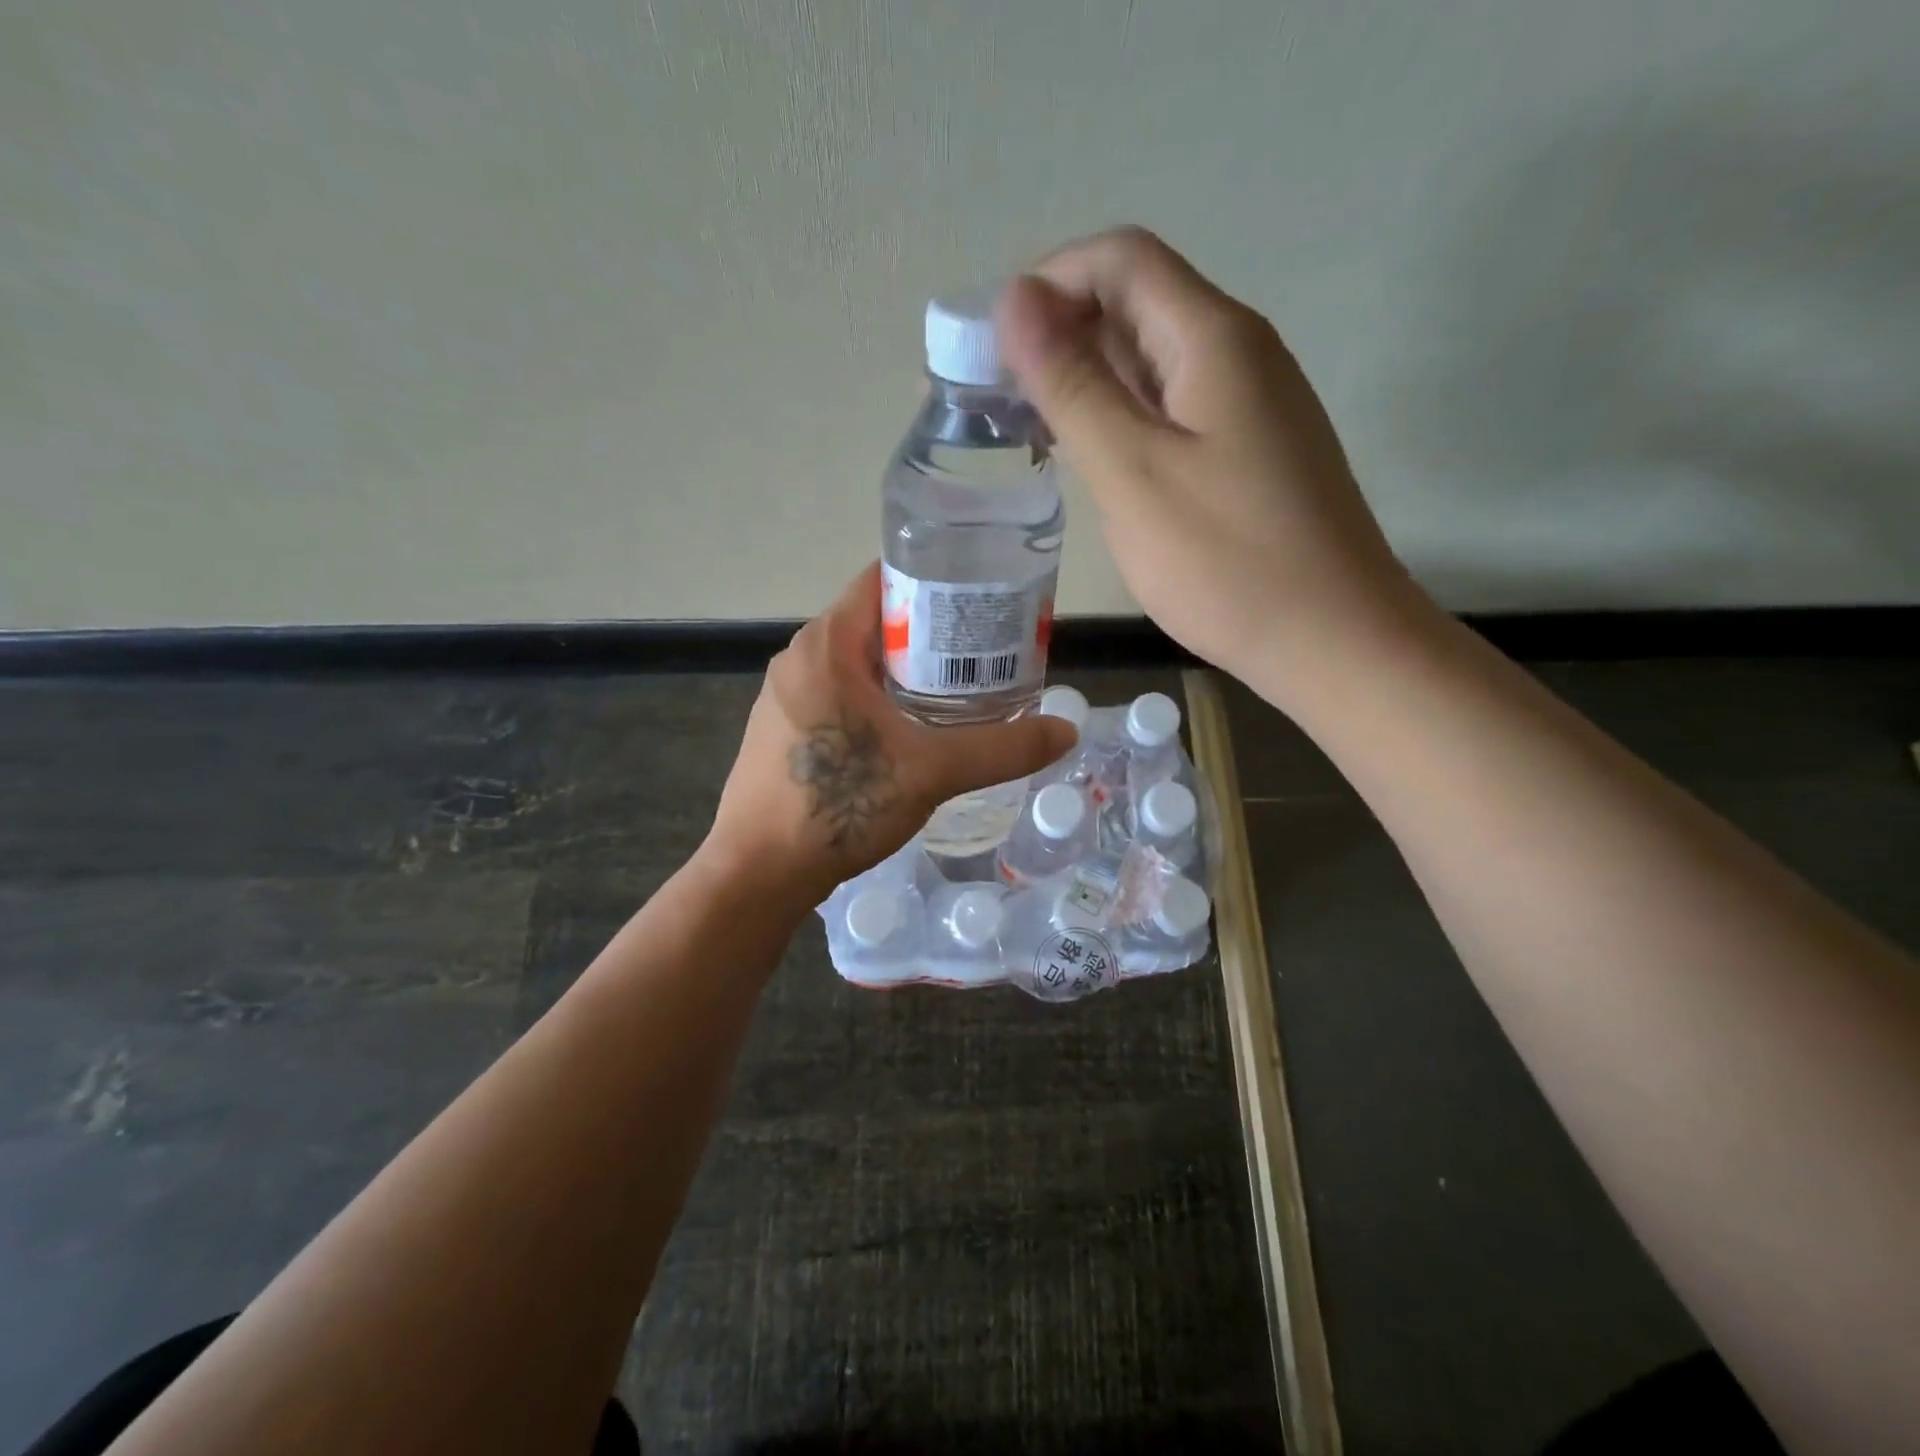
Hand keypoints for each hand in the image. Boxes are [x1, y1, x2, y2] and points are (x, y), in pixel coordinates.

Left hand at [706, 563, 1076, 911]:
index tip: (982, 596)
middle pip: (876, 622)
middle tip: (986, 650)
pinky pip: (841, 695)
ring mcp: (787, 696)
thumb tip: (1067, 732)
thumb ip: (1001, 749)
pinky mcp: (784, 730)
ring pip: (859, 663)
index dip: (936, 581)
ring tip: (961, 689)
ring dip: (907, 671)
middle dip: (931, 633)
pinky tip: (912, 731)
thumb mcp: (930, 772)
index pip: (885, 580)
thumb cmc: (838, 806)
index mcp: (827, 644)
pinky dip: (880, 700)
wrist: (757, 874)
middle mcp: (801, 658)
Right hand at [997, 226, 1425, 690]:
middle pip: (1135, 305)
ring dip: (1085, 382)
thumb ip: (1072, 385)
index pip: (1120, 260)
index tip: (992, 348)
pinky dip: (1120, 421)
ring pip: (1150, 363)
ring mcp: (1247, 405)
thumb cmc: (1226, 560)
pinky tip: (1089, 462)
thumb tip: (1016, 300)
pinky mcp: (1246, 452)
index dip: (1048, 283)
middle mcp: (1236, 352)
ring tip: (1029, 433)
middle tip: (996, 402)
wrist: (1330, 639)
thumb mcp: (1131, 470)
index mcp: (1211, 338)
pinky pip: (1171, 410)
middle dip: (1058, 335)